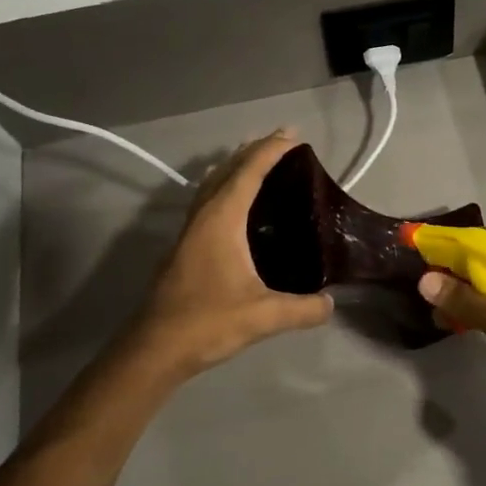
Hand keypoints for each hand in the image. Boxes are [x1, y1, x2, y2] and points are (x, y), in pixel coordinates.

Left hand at [113, 131, 332, 382]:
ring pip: (213, 185)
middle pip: (228, 170)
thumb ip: (302, 309)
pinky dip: (225, 188)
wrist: (154, 349)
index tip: (294, 136)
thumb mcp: (264, 316)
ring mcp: (189, 231)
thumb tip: (331, 303)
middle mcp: (203, 217)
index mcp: (221, 220)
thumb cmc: (207, 323)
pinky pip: (207, 202)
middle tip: (283, 141)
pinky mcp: (185, 248)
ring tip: (258, 161)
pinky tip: (234, 204)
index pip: (248, 173)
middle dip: (254, 151)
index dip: (271, 151)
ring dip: (235, 167)